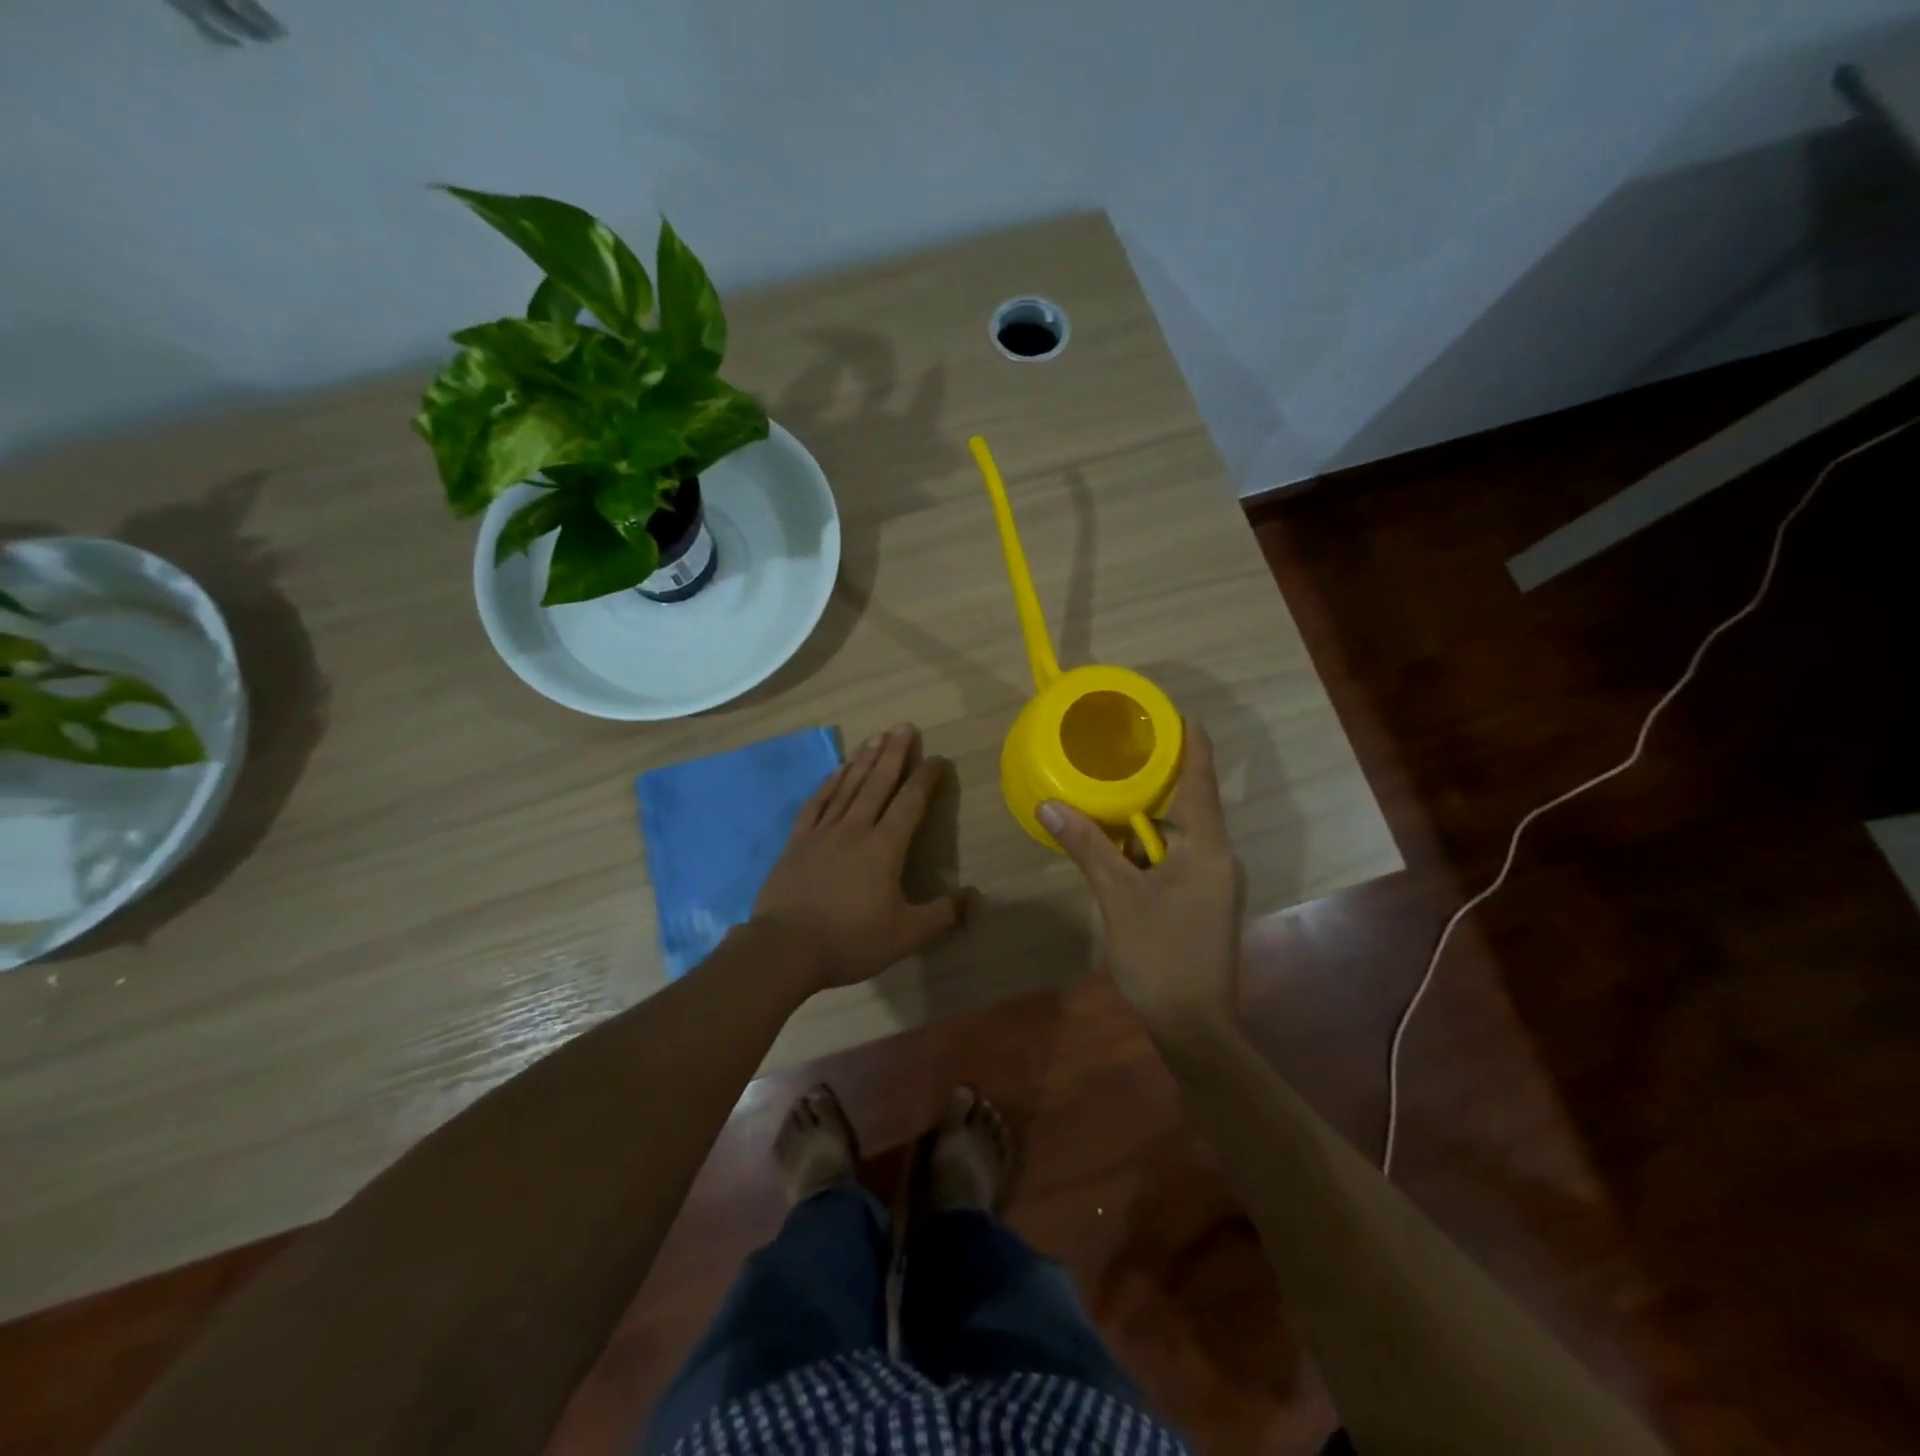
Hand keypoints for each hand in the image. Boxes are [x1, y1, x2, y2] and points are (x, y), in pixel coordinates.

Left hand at [752, 723, 973, 989]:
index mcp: (884, 848)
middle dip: (894, 753)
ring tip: (875, 737)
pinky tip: (836, 770)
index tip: (936, 758)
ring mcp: (822, 833)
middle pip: (878, 783)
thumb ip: (943, 915)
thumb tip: (975, 897)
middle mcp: (855, 829)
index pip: (910, 803)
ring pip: (848, 787)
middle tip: (904, 726)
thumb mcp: (906, 936)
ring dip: (864, 760)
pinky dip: (829, 783)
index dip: (925, 779)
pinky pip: (816, 803)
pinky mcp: (797, 842)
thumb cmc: (850, 940)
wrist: (784, 949)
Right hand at [1039, 721, 1244, 1033]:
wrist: (1194, 1025)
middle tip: (1121, 751)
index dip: (1192, 742)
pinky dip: (1148, 846)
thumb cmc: (1160, 954)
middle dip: (1157, 778)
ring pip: (1178, 835)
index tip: (1178, 711)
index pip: (1201, 779)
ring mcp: (1213, 882)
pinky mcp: (1203, 901)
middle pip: (1189, 803)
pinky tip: (1118, 847)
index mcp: (1206, 847)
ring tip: (1109, 794)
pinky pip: (1176, 858)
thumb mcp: (1117, 896)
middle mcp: (1217, 857)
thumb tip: (1049, 805)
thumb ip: (1086, 846)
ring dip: (1147, 818)